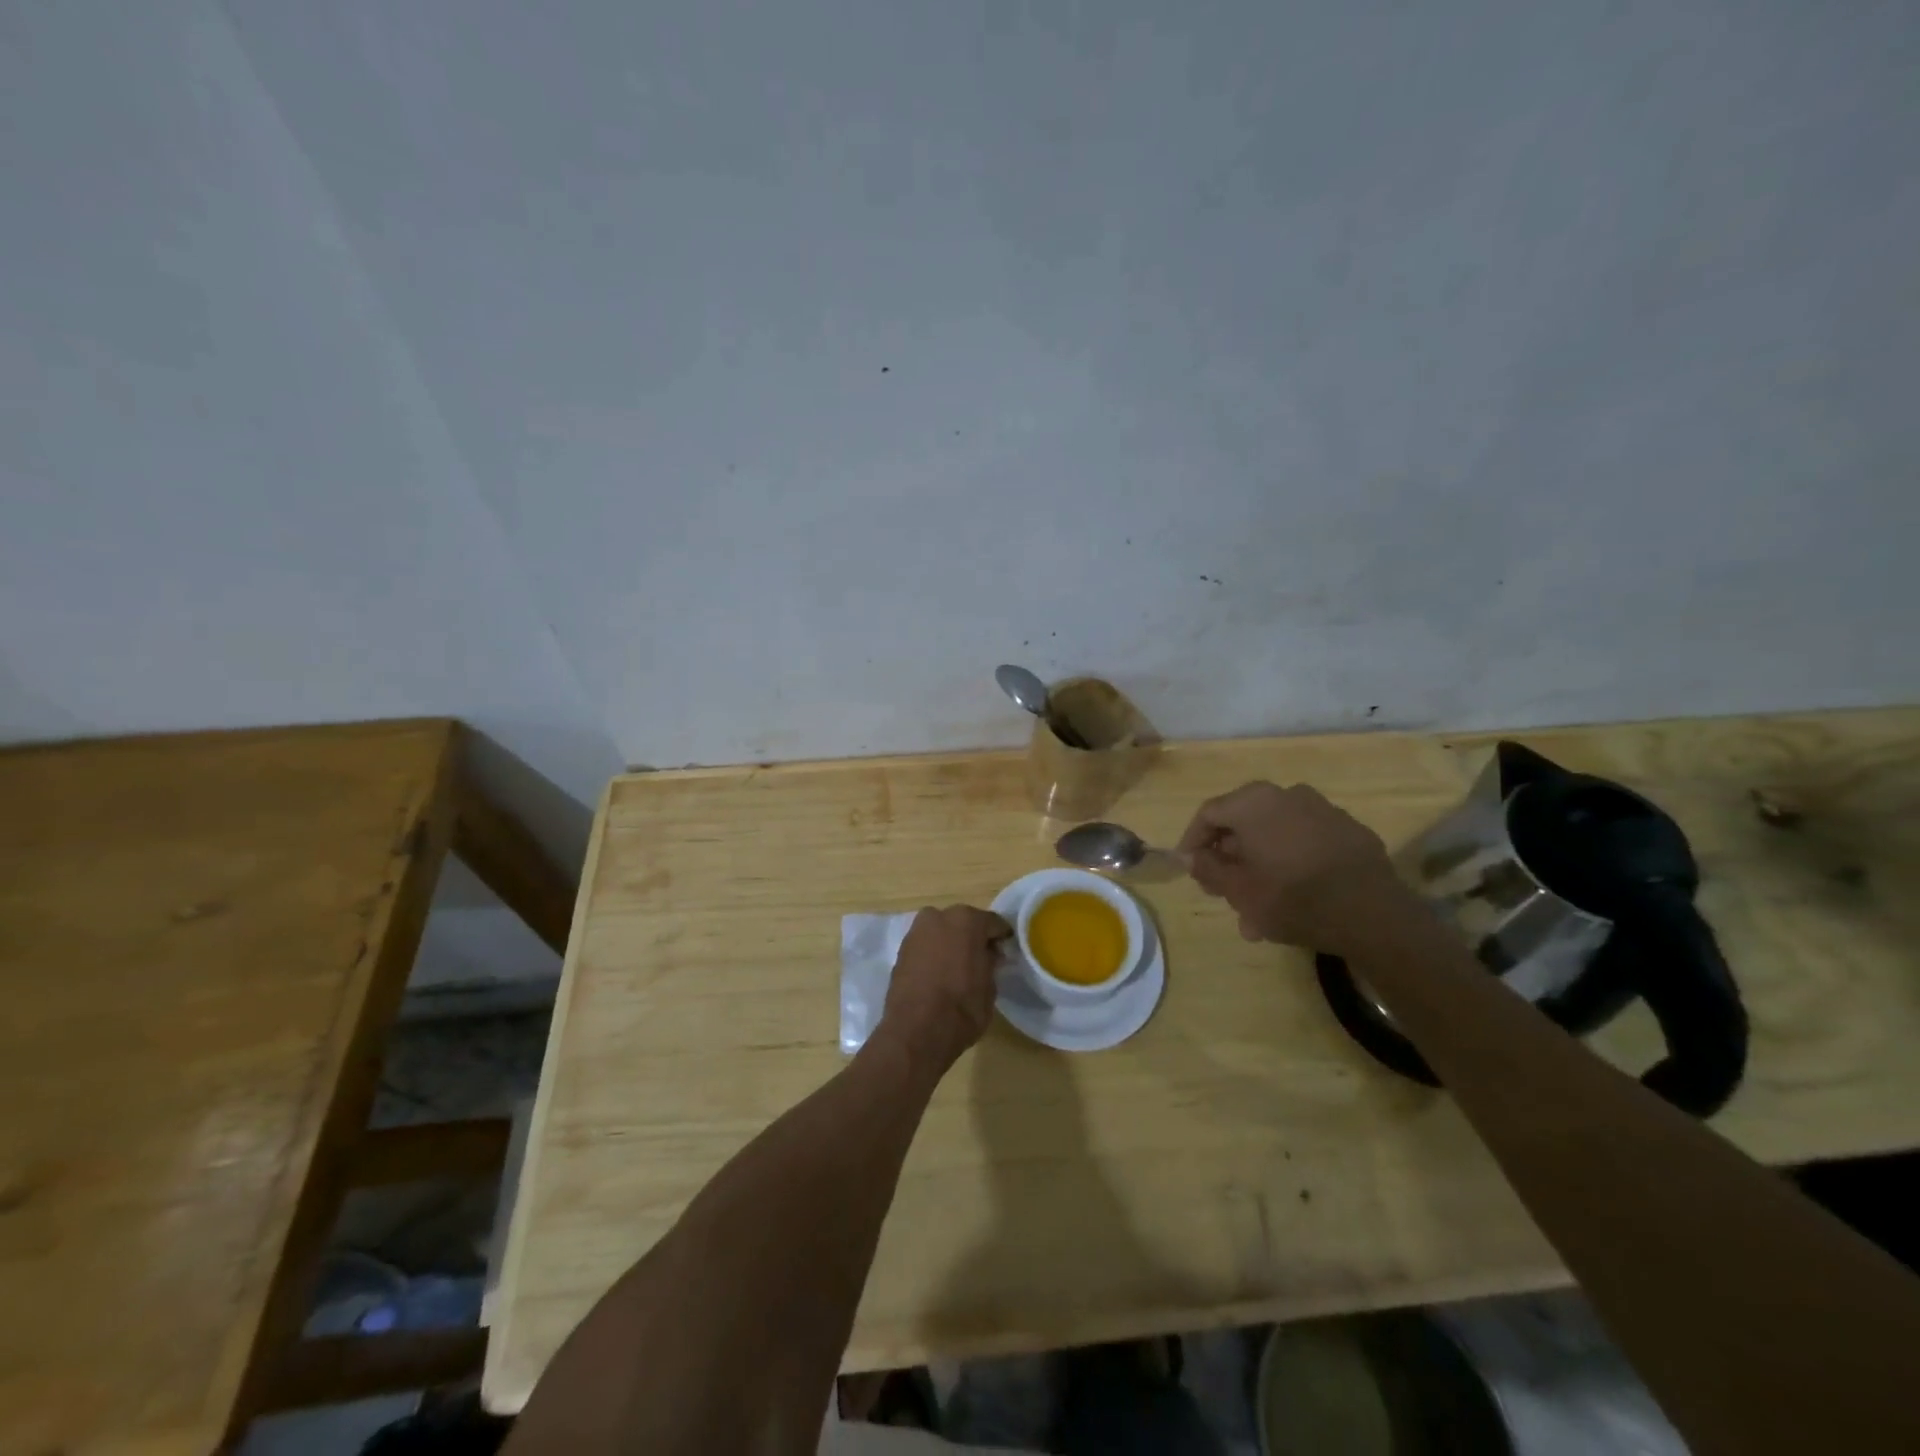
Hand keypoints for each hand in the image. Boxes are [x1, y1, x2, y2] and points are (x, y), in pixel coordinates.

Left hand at [880, 904, 1012, 1068]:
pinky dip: (933, 954)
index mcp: (967, 920)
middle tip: (981, 960)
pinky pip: (926, 946)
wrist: (915, 1031)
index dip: (1001, 938)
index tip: (1005, 952)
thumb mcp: (990, 987)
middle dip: (973, 938)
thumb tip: (988, 954)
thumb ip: (990, 962)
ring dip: (950, 944)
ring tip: (958, 968)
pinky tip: (939, 973)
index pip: (993, 923)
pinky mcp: (900, 949)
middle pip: (963, 923)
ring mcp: (916, 931)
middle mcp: (939, 916)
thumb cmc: (962, 1007)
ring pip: (942, 932)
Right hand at [1177, 781, 1407, 951]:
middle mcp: (1287, 794)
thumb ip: (1208, 869)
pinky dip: (1291, 864)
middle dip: (1230, 861)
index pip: (1208, 813)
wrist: (1373, 915)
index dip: (1193, 841)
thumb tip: (1191, 856)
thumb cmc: (1292, 898)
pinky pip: (1306, 843)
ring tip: (1258, 912)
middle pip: (1244, 824)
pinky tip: (1293, 899)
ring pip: (1276, 837)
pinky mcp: (1350, 832)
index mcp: (1254, 802)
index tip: (1190, 869)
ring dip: (1260, 868)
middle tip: (1224, 893)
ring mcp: (1323, 810)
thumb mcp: (1238, 891)